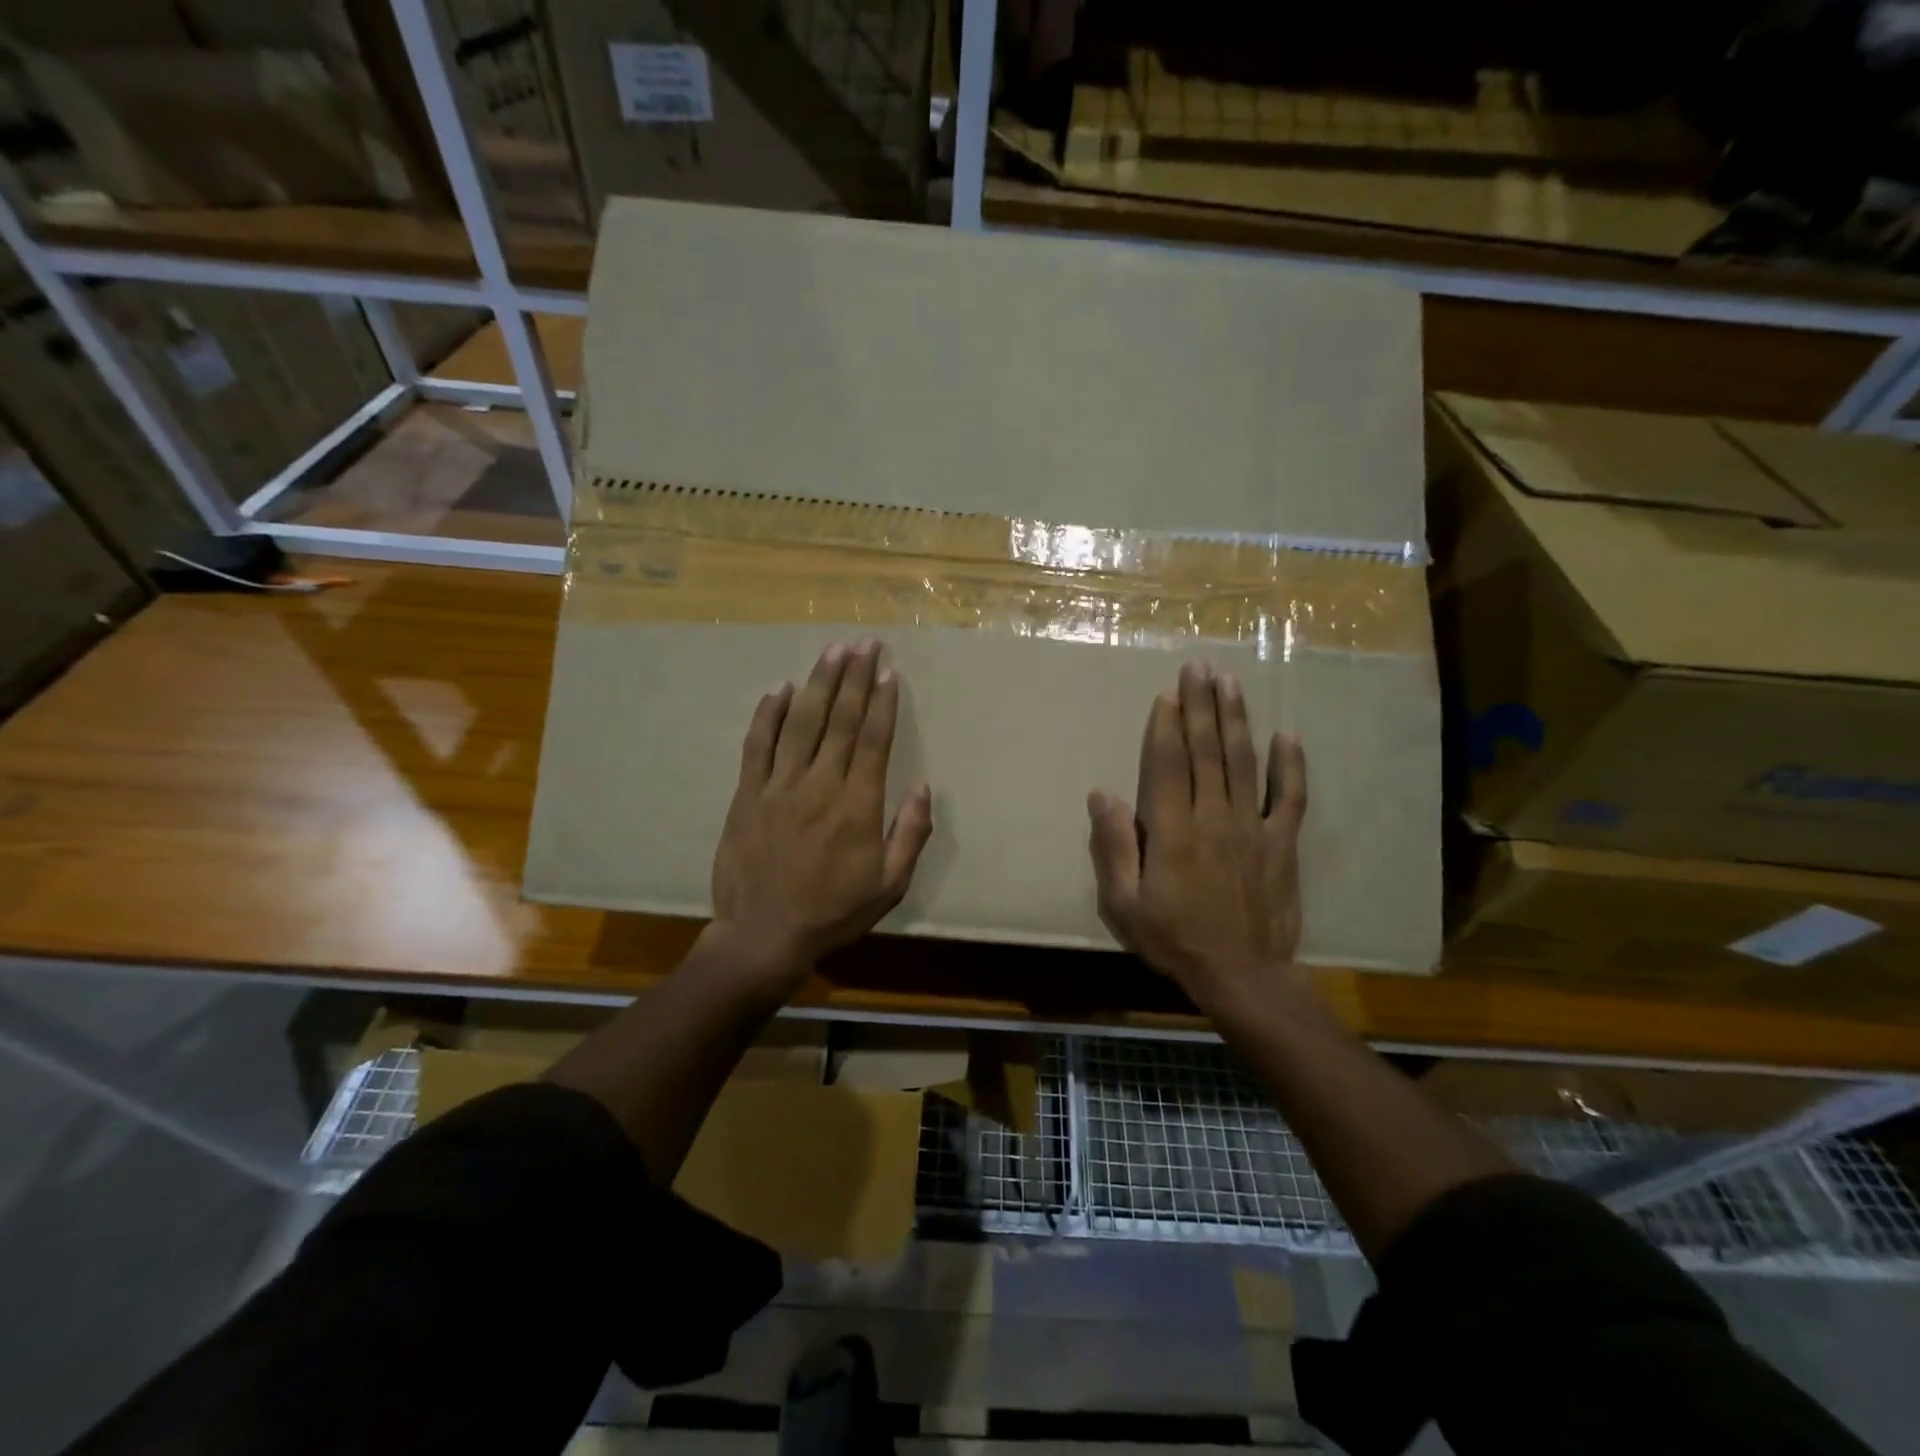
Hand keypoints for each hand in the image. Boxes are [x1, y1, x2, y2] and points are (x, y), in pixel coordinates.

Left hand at [708, 639, 932, 996]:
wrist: (763, 936)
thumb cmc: (834, 912)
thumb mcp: (889, 885)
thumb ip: (910, 834)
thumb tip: (925, 787)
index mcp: (858, 804)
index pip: (875, 739)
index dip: (884, 701)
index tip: (890, 670)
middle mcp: (821, 784)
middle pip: (841, 719)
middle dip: (856, 677)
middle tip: (865, 642)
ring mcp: (779, 786)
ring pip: (802, 722)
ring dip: (819, 682)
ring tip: (833, 650)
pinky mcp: (748, 794)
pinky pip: (758, 745)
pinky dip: (768, 714)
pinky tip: (780, 688)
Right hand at [1088, 660, 1308, 1014]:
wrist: (1243, 976)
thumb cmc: (1175, 940)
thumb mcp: (1125, 904)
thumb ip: (1114, 846)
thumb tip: (1101, 794)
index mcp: (1173, 832)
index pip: (1169, 766)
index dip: (1167, 727)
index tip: (1167, 694)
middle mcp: (1214, 818)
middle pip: (1207, 752)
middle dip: (1201, 706)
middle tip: (1199, 667)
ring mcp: (1253, 828)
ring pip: (1244, 763)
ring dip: (1236, 720)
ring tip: (1231, 683)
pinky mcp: (1282, 844)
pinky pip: (1290, 799)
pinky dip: (1291, 767)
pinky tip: (1287, 737)